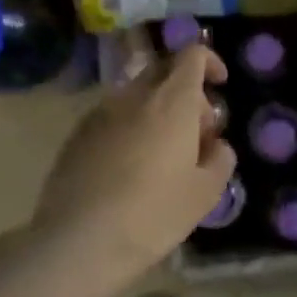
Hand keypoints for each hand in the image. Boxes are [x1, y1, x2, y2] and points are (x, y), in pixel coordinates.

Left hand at [29, 44, 236, 294]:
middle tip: (197, 132)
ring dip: (156, 112)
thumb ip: (220, 158)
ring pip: (136, 97)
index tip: (220, 85)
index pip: (191, 55)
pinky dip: (130, 129)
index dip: (210, 62)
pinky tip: (130, 170)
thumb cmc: (154, 214)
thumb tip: (216, 145)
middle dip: (186, 92)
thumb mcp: (205, 193)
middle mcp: (133, 96)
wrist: (80, 240)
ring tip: (164, 156)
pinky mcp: (76, 136)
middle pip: (163, 72)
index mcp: (171, 102)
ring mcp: (99, 114)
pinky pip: (112, 119)